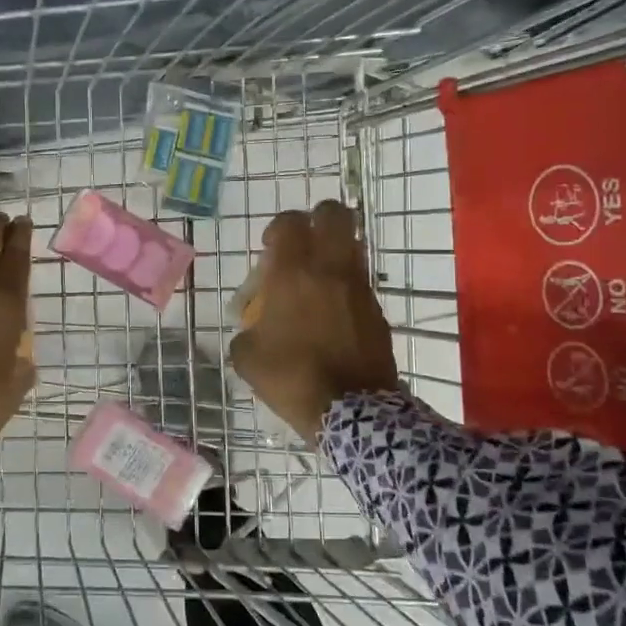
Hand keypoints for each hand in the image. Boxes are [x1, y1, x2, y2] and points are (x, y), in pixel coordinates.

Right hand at [229, 200, 400, 442]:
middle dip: (318, 219)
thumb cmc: (291, 377)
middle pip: (334, 214)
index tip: (270, 248)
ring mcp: (359, 288)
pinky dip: (346, 288)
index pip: (290, 222)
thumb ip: (247, 330)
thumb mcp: (248, 357)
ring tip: (317, 281)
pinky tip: (332, 316)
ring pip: (353, 245)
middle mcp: (330, 269)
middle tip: (303, 245)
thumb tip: (255, 328)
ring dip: (335, 252)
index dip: (278, 227)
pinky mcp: (377, 311)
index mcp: (293, 273)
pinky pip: (361, 283)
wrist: (352, 411)